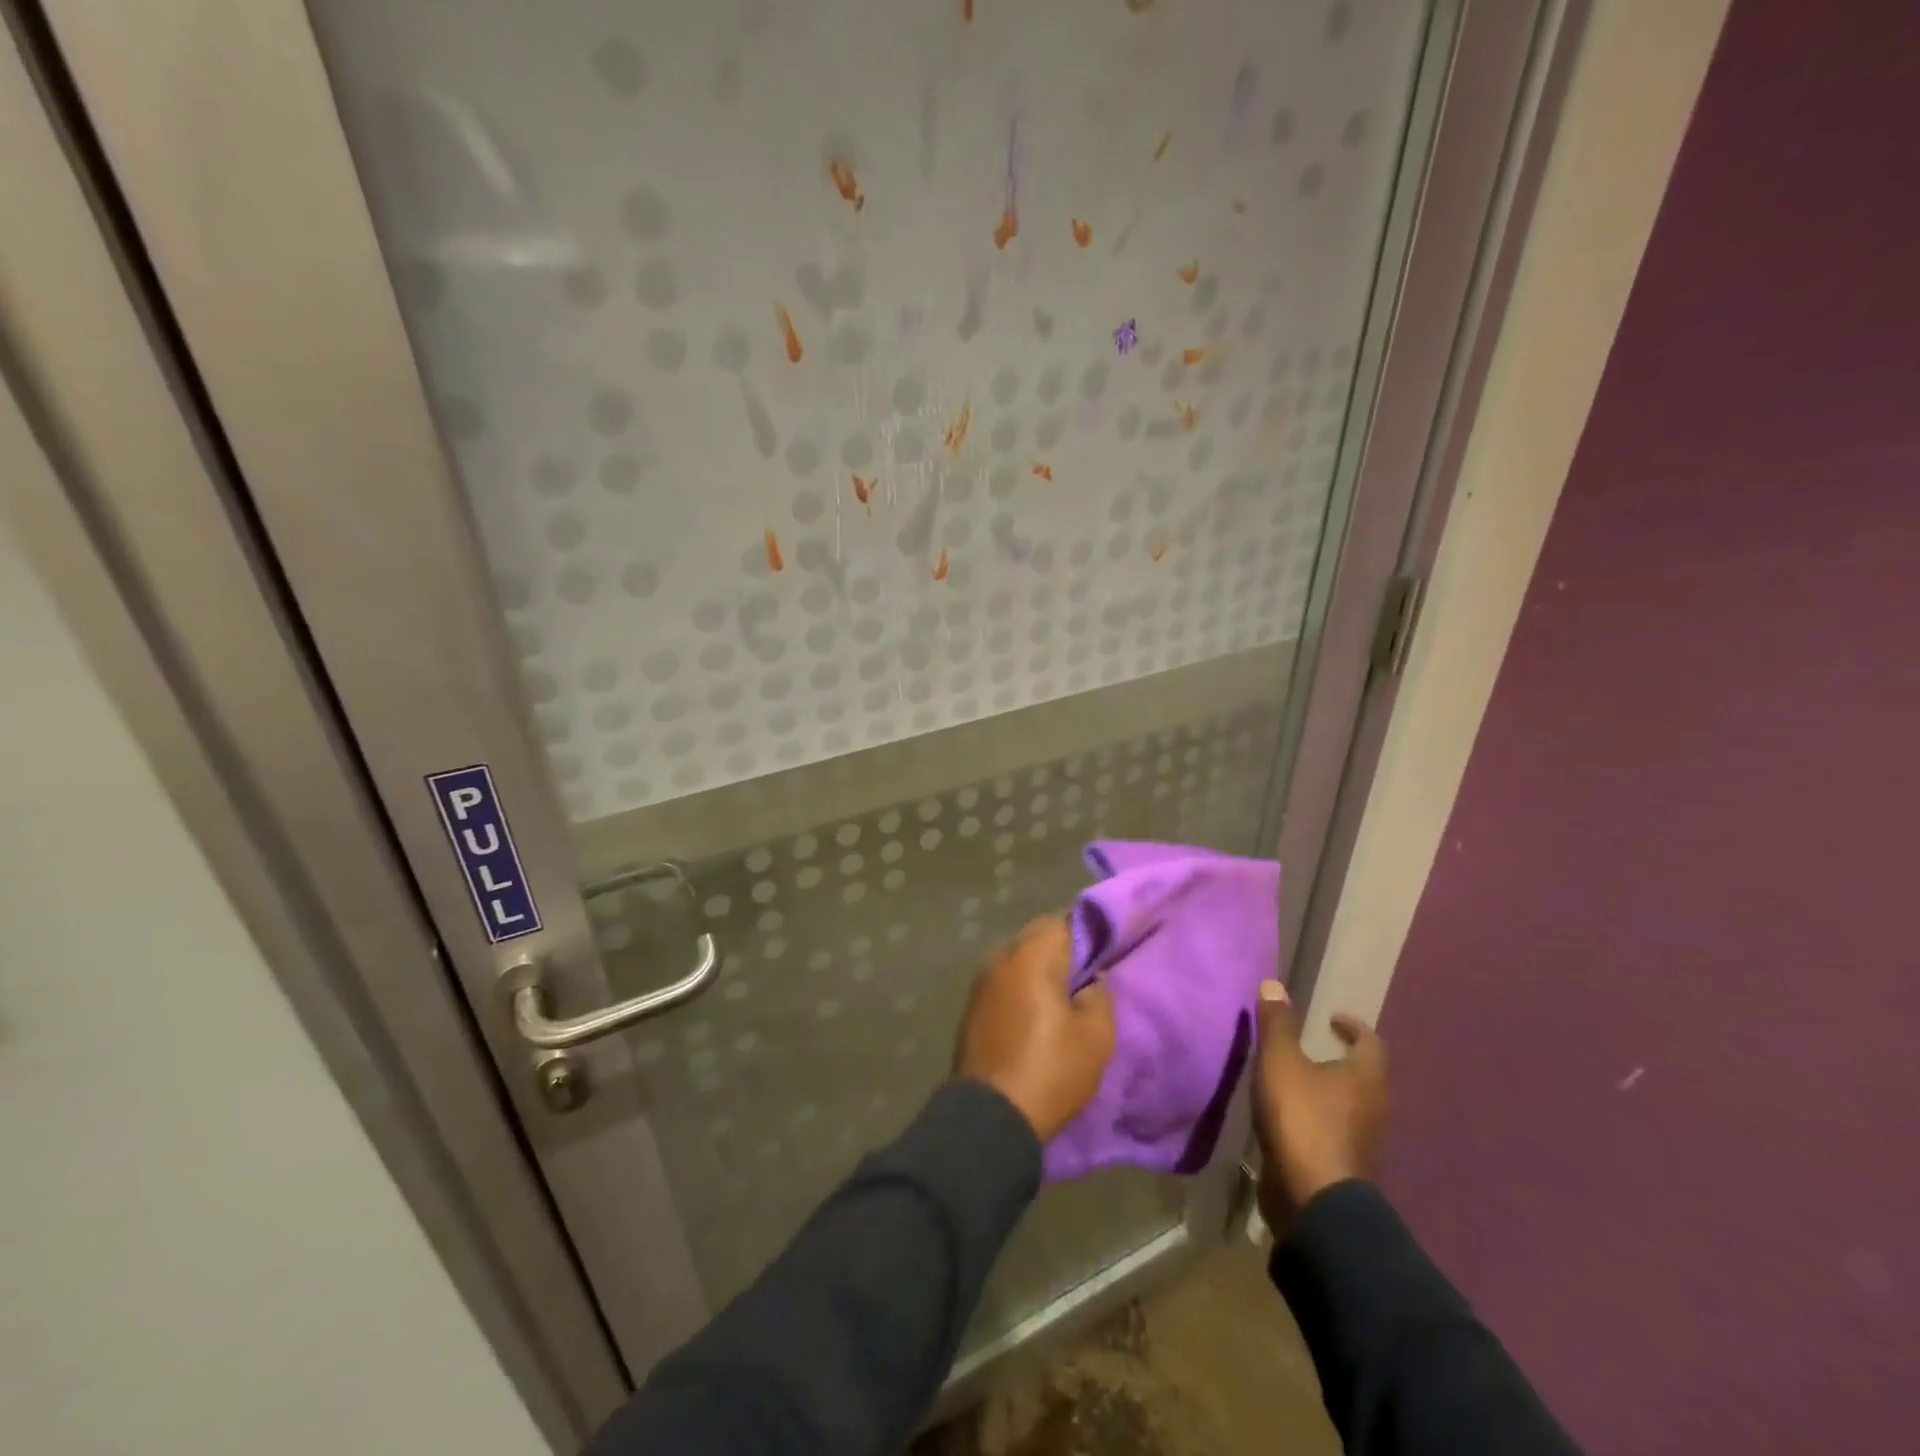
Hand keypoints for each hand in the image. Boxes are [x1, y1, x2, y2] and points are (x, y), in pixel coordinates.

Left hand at [953, 915, 1114, 1142]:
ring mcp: (981, 983)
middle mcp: (1000, 958)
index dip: (1087, 932)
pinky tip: (1037, 1012)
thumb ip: (1099, 996)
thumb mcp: (1096, 1037)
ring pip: (1018, 960)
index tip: (1104, 951)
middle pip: (1036, 937)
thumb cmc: (1050, 1070)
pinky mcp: (972, 1008)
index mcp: (1031, 956)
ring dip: (1039, 970)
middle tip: (1088, 974)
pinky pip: (1004, 983)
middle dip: (1062, 950)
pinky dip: (1021, 988)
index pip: (1063, 922)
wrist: (990, 1118)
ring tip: (1064, 995)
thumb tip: (1089, 981)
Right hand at [1250, 982, 1387, 1235]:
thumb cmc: (1302, 1119)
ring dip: (1328, 1090)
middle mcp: (1373, 1106)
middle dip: (1340, 1059)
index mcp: (1366, 1077)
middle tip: (1311, 1046)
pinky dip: (1318, 1117)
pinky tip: (1290, 1116)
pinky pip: (1335, 1129)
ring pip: (1350, 1104)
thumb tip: (1274, 984)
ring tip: (1295, 1079)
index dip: (1353, 1027)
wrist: (1315, 1200)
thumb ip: (1277, 1024)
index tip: (1332, 1018)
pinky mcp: (1344, 1165)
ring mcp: (1362, 1140)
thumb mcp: (1280, 1062)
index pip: (1371, 1042)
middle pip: (1364, 1075)